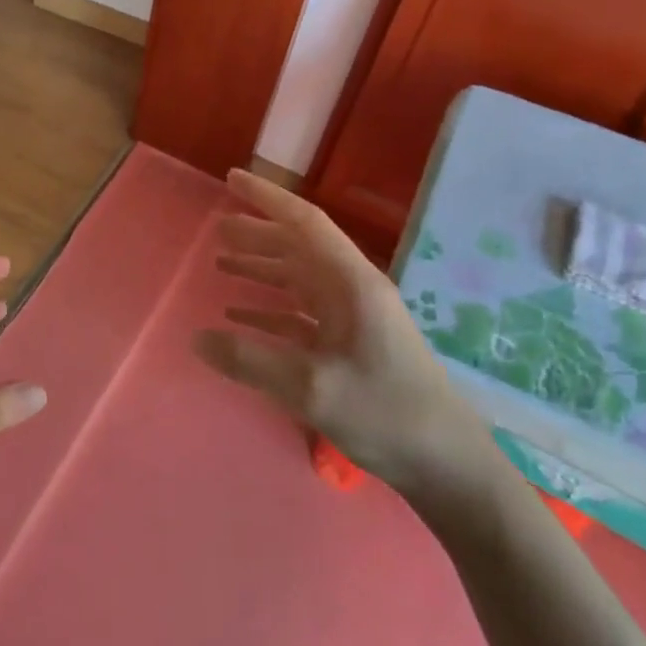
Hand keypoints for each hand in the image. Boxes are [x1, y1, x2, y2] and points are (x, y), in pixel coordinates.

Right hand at [193, 170, 496, 509]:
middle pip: (299, 248)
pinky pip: (301, 315)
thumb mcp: (311, 388)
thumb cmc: (386, 414)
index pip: (305, 223)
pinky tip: (240, 318)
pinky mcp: (350, 346)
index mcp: (352, 284)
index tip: (232, 179)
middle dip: (257, 234)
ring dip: (261, 269)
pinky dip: (270, 310)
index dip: (267, 198)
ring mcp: (353, 319)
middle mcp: (353, 291)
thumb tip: (197, 338)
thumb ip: (250, 360)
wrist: (447, 466)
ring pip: (298, 279)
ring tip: (221, 263)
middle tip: (216, 229)